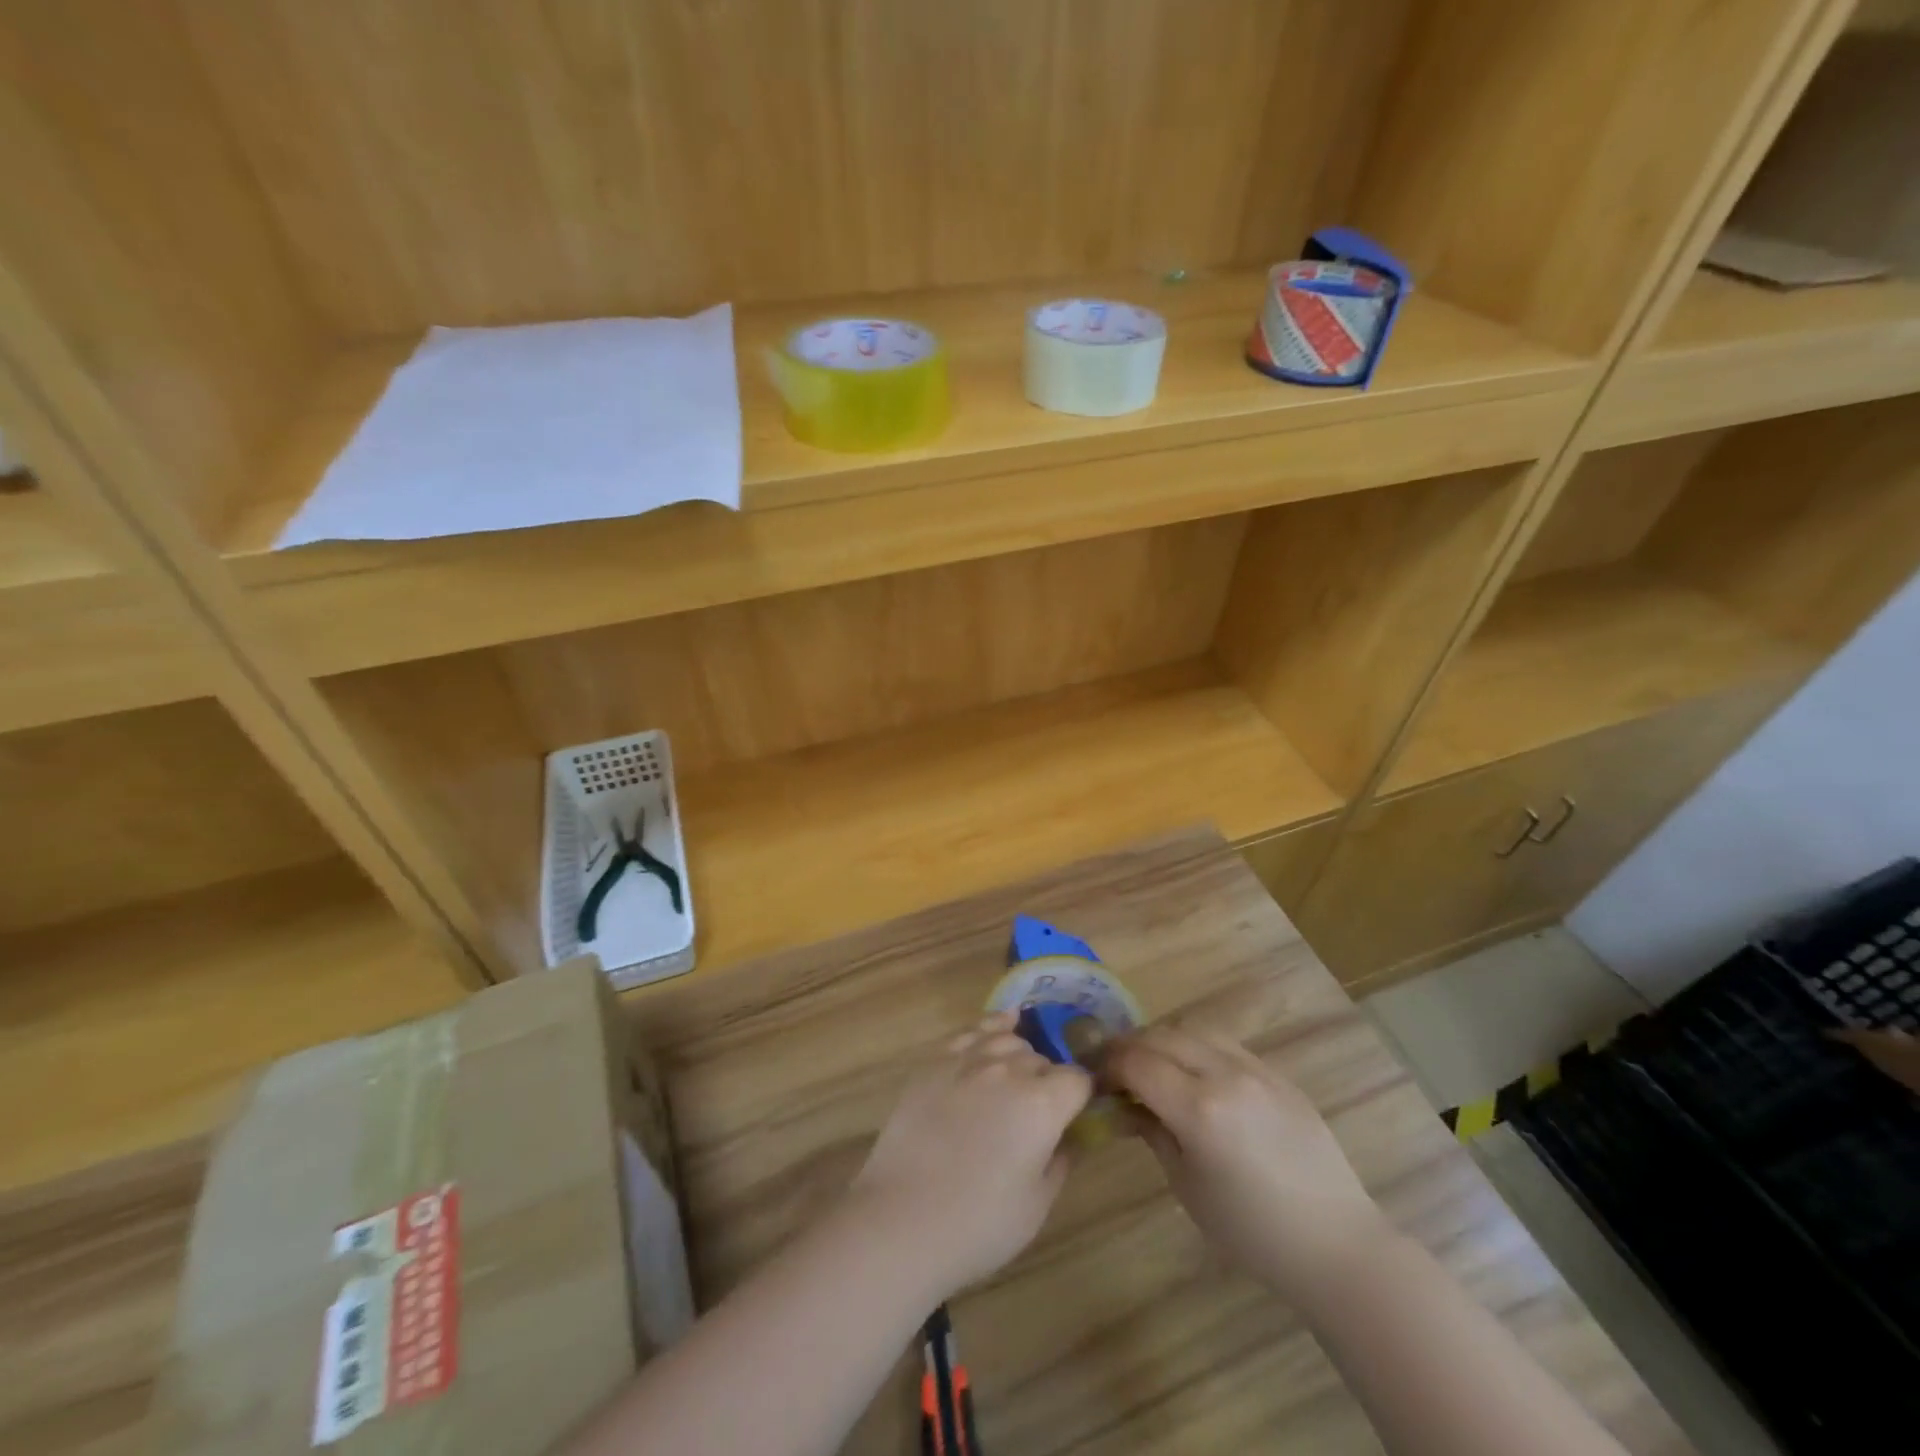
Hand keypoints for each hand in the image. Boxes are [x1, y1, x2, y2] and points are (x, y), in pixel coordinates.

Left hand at [846, 1011, 1091, 1297]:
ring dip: (1019, 1057)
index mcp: (1043, 1104)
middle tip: (1036, 1116)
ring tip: (1014, 1081)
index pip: (1078, 1080)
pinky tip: (1002, 1023)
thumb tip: (1069, 1136)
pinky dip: (992, 1025)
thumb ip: (1061, 1160)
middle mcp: (1010, 1070)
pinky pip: (972, 1030)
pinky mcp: (936, 1060)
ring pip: (1009, 1039)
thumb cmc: (979, 1224)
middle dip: (1047, 1081)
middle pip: (1042, 1060)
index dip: (1080, 1098)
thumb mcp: (1037, 1204)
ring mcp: (969, 1059)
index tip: (1074, 1117)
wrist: (902, 1219)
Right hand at [1108, 1023, 1391, 1302]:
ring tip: (1153, 1065)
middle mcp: (1225, 1075)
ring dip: (1163, 1040)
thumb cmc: (1252, 1231)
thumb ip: (1151, 1132)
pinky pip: (1224, 1043)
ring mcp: (1255, 1069)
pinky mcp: (1277, 1073)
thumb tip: (1123, 1104)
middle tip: (1115, 1069)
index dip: (1108, 1065)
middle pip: (1161, 1036)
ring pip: (1192, 1029)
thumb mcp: (1187, 1186)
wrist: (1335, 1242)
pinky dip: (1197, 1047)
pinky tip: (1193, 1073)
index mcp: (1199, 1109)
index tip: (1095, 1079)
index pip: (1136, 1062)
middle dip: (1130, 1047)